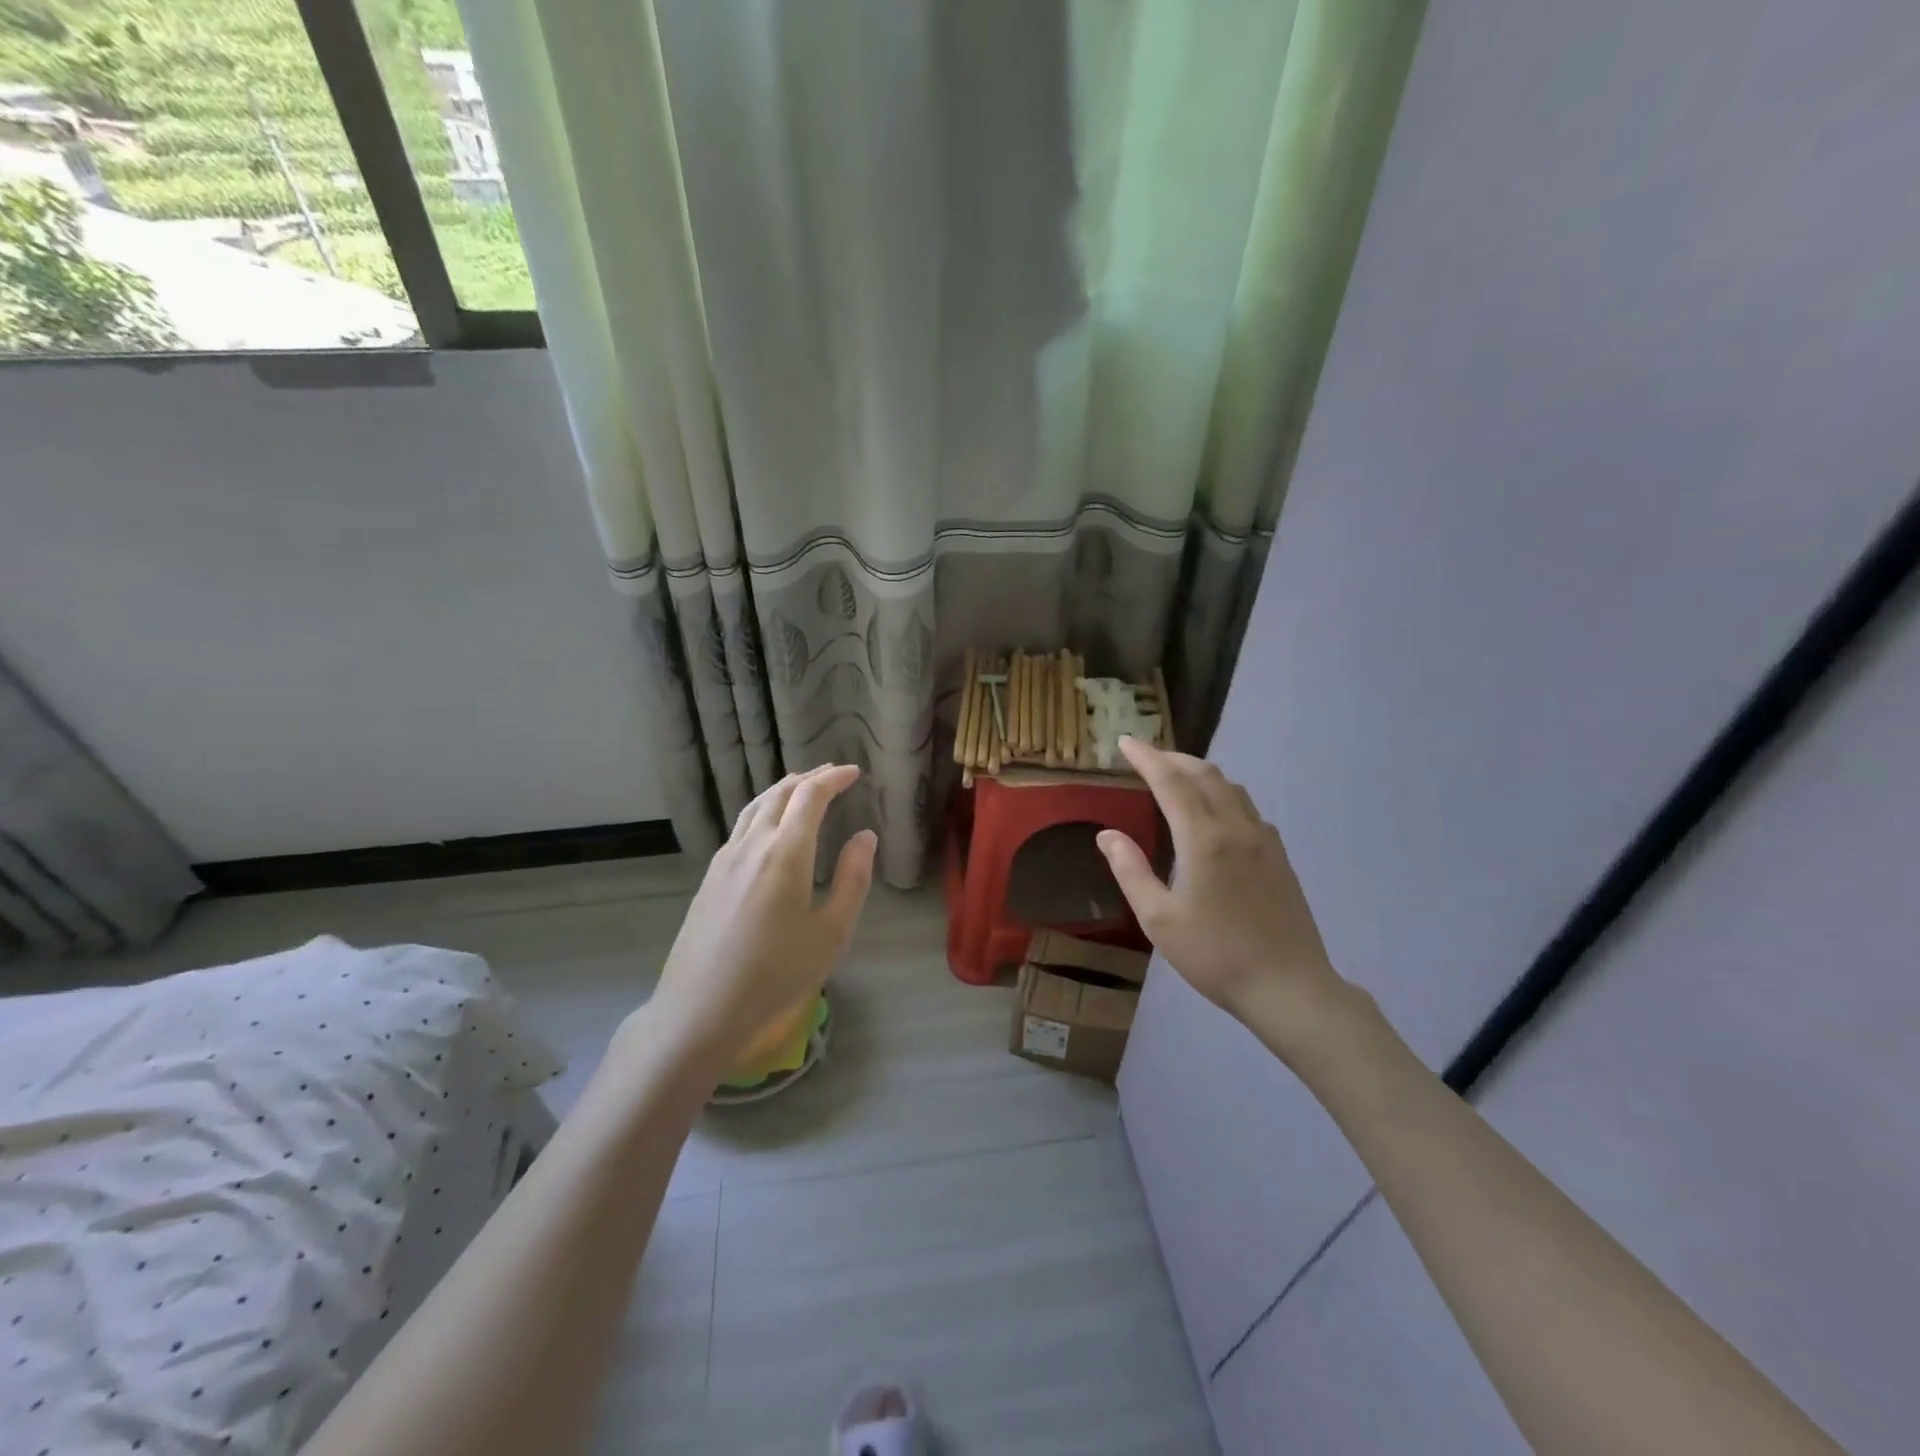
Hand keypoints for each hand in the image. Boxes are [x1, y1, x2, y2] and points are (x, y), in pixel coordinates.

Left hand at [642, 764, 876, 1072]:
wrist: (700, 1009)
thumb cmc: (776, 974)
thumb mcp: (831, 932)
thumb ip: (852, 878)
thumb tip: (865, 837)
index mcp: (785, 852)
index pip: (810, 796)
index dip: (833, 778)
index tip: (854, 772)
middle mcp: (751, 845)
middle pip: (779, 793)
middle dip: (809, 778)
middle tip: (833, 774)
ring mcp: (724, 860)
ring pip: (755, 807)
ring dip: (783, 790)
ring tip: (803, 788)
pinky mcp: (710, 877)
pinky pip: (741, 827)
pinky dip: (764, 810)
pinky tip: (770, 828)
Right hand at [1097, 736, 1351, 1056]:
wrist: (1289, 987)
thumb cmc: (1215, 955)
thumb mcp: (1159, 919)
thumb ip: (1130, 871)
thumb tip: (1107, 835)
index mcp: (1203, 839)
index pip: (1170, 781)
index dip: (1146, 757)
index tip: (1125, 741)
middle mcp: (1236, 828)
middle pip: (1205, 774)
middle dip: (1173, 758)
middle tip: (1147, 756)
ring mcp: (1264, 841)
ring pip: (1232, 788)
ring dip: (1201, 773)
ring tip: (1177, 777)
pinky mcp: (1280, 857)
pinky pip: (1249, 808)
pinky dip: (1224, 795)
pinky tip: (1216, 814)